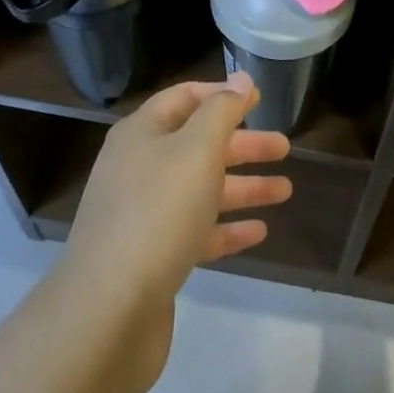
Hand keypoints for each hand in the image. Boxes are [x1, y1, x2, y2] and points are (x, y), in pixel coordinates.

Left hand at [61, 72, 290, 390]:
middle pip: (198, 145)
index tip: (259, 98)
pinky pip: (195, 231)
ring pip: (201, 189)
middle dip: (242, 144)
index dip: (222, 95)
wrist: (107, 312)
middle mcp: (139, 167)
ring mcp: (143, 215)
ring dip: (243, 187)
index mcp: (142, 134)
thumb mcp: (197, 149)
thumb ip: (222, 111)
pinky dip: (226, 228)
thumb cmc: (157, 212)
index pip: (185, 98)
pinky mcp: (151, 258)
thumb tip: (240, 80)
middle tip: (284, 147)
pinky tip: (259, 232)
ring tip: (286, 190)